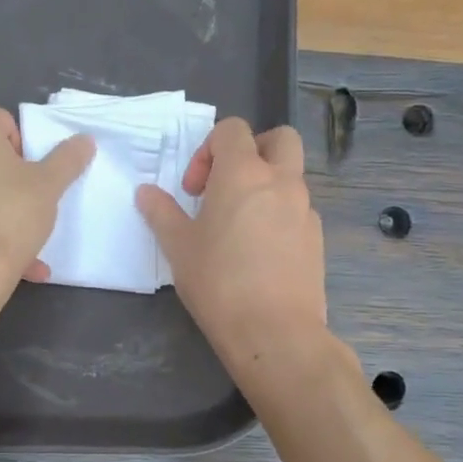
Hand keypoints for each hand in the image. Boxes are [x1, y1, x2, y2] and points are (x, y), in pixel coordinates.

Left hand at [0, 106, 92, 285]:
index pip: (2, 123)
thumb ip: (67, 158)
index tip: (34, 179)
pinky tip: (2, 263)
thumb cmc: (8, 214)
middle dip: (6, 184)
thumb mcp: (49, 185)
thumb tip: (84, 140)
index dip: (25, 151)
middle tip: (29, 210)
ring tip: (23, 248)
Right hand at [136, 119, 327, 378]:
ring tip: (238, 227)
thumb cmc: (218, 282)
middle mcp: (281, 182)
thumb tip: (145, 192)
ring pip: (290, 178)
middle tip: (227, 186)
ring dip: (266, 186)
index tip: (194, 189)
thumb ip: (161, 213)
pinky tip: (259, 254)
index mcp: (243, 174)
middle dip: (253, 150)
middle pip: (279, 139)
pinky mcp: (317, 240)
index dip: (208, 149)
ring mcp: (305, 210)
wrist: (274, 332)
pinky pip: (298, 211)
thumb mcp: (178, 247)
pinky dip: (279, 216)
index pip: (232, 130)